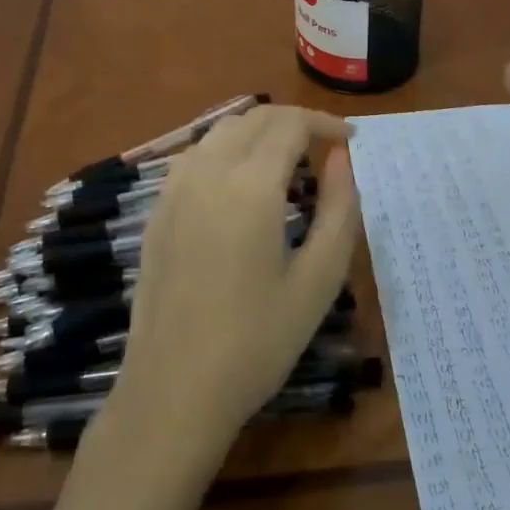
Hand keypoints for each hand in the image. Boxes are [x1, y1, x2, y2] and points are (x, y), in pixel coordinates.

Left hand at [113, 106, 361, 448]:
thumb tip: (341, 158)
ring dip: (259, 132)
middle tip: (326, 149)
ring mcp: (174, 189)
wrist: (172, 390)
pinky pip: (196, 156)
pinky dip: (228, 150)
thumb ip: (339, 210)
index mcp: (250, 185)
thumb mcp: (318, 281)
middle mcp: (207, 171)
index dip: (325, 123)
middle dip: (295, 122)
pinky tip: (242, 186)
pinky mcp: (157, 210)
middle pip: (255, 118)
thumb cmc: (256, 342)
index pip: (290, 124)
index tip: (352, 141)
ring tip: (289, 164)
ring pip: (222, 131)